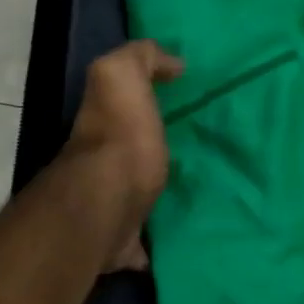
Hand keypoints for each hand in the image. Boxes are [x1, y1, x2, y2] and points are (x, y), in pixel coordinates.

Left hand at [60, 40, 184, 269]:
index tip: (188, 101)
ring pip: (136, 196)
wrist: (106, 207)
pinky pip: (143, 243)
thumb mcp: (122, 76)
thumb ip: (141, 58)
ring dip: (157, 196)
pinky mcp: (122, 243)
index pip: (123, 104)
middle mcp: (102, 164)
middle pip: (130, 152)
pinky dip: (155, 245)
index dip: (147, 97)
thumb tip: (172, 63)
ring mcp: (110, 207)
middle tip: (201, 150)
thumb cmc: (120, 139)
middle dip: (155, 151)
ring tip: (200, 195)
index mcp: (107, 123)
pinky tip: (180, 242)